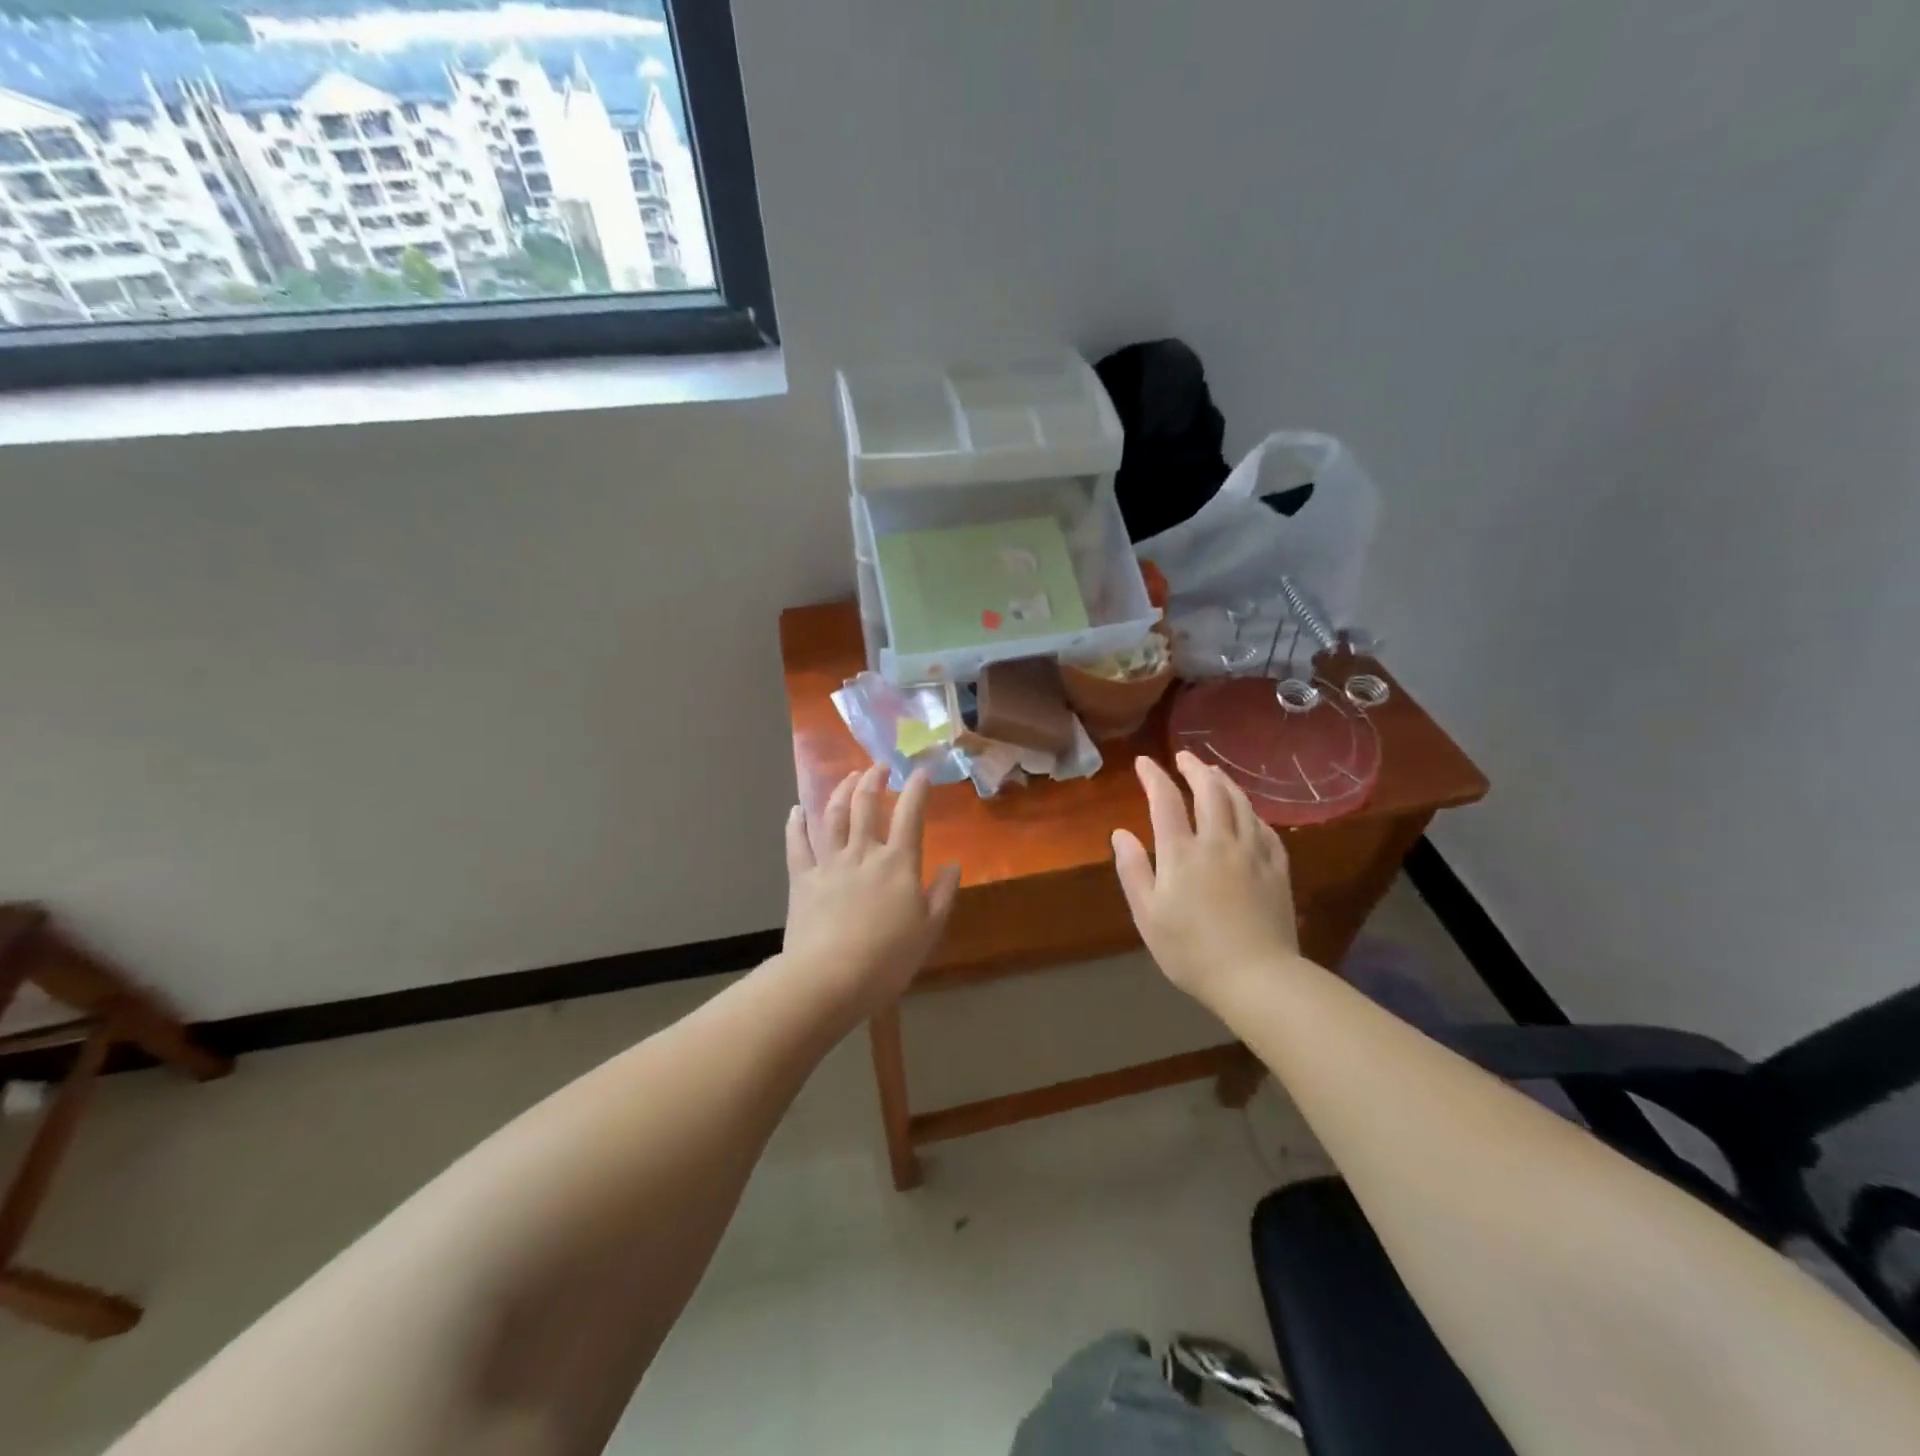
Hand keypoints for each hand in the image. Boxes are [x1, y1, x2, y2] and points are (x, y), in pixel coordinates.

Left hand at [783, 765, 960, 1018]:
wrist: (829, 978)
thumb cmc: (887, 958)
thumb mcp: (929, 929)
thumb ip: (942, 893)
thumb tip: (953, 864)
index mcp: (898, 863)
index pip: (911, 815)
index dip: (917, 789)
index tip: (920, 771)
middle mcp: (863, 853)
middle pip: (867, 805)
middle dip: (874, 780)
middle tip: (879, 766)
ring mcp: (829, 863)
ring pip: (834, 816)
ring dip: (842, 791)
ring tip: (849, 777)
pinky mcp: (802, 879)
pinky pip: (797, 844)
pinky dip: (796, 824)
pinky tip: (796, 810)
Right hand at [1112, 752, 1302, 1004]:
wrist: (1256, 977)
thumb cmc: (1191, 950)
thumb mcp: (1147, 914)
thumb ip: (1133, 870)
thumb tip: (1120, 833)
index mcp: (1182, 852)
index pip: (1165, 800)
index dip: (1154, 776)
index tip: (1144, 761)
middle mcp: (1218, 841)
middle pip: (1209, 791)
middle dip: (1195, 769)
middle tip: (1185, 756)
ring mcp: (1252, 853)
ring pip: (1241, 804)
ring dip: (1225, 782)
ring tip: (1215, 772)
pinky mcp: (1277, 869)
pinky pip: (1266, 829)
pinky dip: (1253, 812)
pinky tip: (1249, 812)